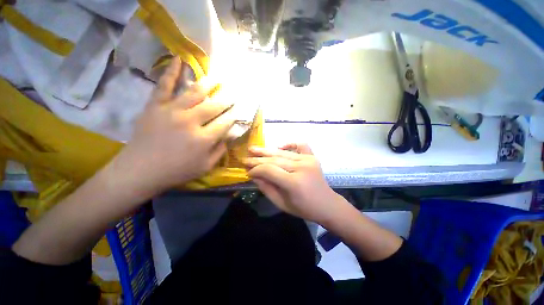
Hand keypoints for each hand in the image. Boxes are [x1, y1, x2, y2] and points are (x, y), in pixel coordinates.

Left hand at [115, 58, 234, 195]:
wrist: (140, 170)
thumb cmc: (176, 171)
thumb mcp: (205, 167)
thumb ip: (220, 151)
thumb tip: (229, 136)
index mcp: (204, 139)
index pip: (225, 122)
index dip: (234, 116)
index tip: (239, 111)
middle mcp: (191, 121)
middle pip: (214, 106)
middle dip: (227, 99)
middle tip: (234, 93)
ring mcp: (172, 111)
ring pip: (195, 92)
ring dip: (209, 84)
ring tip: (218, 78)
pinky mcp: (155, 106)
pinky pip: (165, 85)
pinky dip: (172, 71)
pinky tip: (180, 59)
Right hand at [245, 144, 343, 223]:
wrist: (327, 204)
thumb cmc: (304, 208)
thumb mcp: (281, 203)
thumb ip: (266, 188)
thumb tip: (253, 175)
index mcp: (294, 182)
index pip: (269, 170)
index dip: (256, 170)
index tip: (247, 172)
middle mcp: (301, 167)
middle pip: (274, 160)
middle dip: (257, 159)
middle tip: (245, 159)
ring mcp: (308, 160)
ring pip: (283, 153)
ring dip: (267, 151)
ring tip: (253, 148)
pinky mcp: (312, 157)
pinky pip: (300, 145)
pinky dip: (289, 144)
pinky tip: (280, 146)